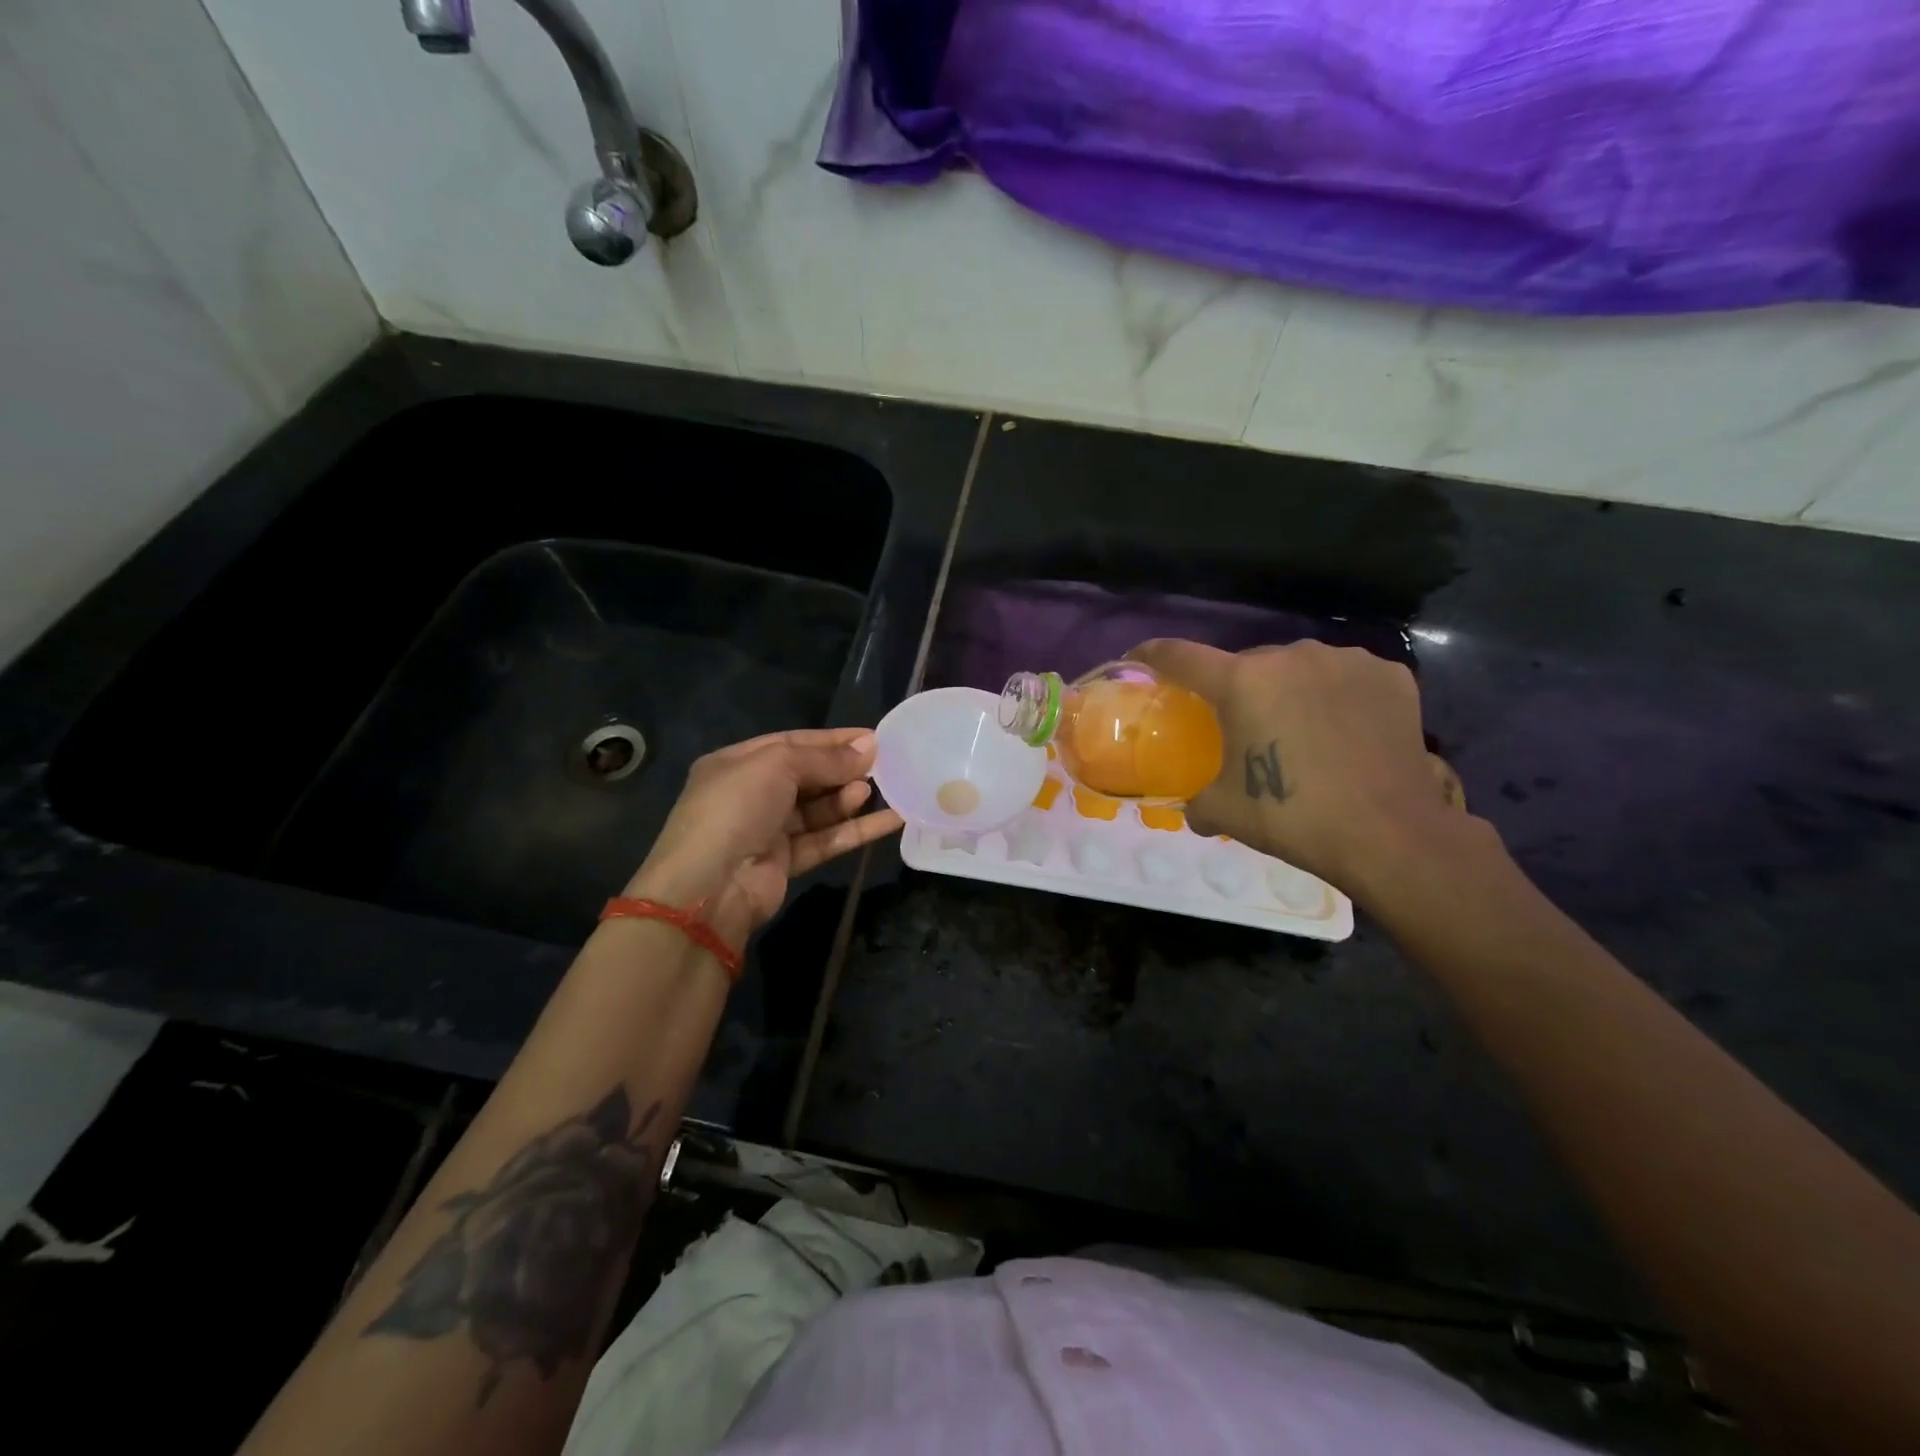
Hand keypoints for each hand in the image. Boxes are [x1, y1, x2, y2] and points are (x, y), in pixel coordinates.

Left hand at [624, 728, 901, 951]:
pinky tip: (890, 819)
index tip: (872, 737)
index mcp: (737, 763)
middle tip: (883, 763)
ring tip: (876, 789)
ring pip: (819, 809)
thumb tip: (869, 746)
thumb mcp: (776, 766)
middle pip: (808, 775)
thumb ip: (825, 758)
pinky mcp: (787, 862)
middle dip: (843, 769)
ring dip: (848, 798)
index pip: (792, 743)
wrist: (710, 887)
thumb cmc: (736, 809)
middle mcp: (751, 794)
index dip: (832, 740)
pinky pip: (827, 839)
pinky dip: (856, 830)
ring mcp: (768, 830)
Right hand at [1127, 639, 1466, 894]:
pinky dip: (1336, 694)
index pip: (1180, 655)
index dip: (1152, 655)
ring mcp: (1345, 660)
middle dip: (1238, 688)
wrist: (1390, 834)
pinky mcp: (1389, 674)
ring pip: (1299, 666)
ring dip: (1289, 689)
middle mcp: (1290, 656)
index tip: (1139, 660)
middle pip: (1246, 663)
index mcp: (1242, 681)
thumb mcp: (1225, 811)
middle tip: (1243, 726)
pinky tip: (1344, 728)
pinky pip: (1345, 676)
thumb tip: (1191, 806)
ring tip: (1300, 729)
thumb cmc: (1294, 817)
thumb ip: (1196, 799)